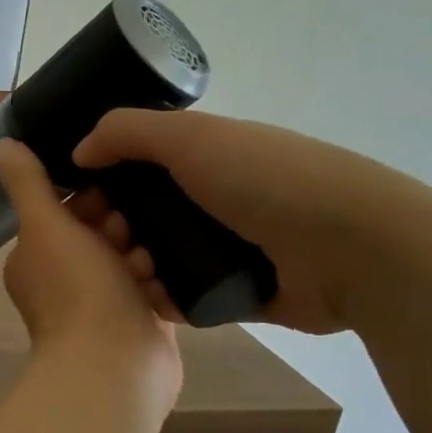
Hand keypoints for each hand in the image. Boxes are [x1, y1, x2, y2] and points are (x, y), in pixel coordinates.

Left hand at [0, 140, 180, 405]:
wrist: (115, 366)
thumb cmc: (77, 290)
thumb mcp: (46, 226)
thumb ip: (28, 184)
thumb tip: (2, 143)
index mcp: (35, 258)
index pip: (65, 211)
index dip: (90, 200)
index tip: (111, 199)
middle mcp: (63, 280)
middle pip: (101, 232)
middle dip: (121, 227)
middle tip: (131, 236)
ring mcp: (100, 304)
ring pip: (130, 258)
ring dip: (143, 254)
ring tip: (148, 264)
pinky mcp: (135, 321)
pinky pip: (152, 285)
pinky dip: (160, 281)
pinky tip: (168, 279)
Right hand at [72, 110, 431, 334]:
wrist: (353, 248)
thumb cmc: (267, 180)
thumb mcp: (192, 137)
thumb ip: (127, 133)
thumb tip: (79, 152)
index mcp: (206, 157)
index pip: (137, 166)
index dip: (103, 181)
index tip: (78, 202)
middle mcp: (213, 199)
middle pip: (143, 215)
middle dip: (114, 229)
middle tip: (107, 242)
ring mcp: (227, 247)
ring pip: (159, 258)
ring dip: (134, 267)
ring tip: (133, 274)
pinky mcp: (238, 292)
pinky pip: (185, 297)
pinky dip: (164, 299)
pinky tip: (152, 300)